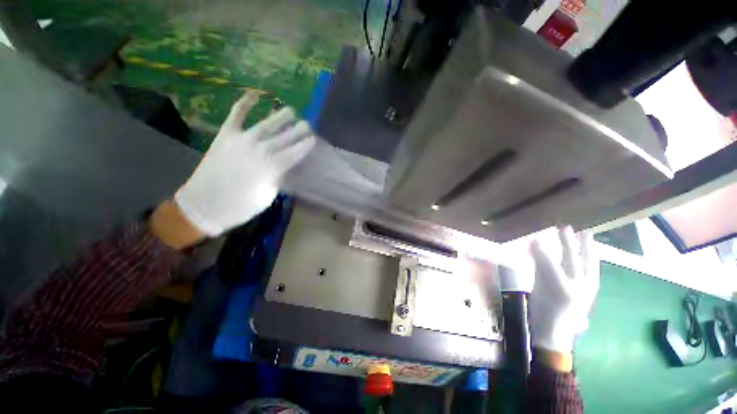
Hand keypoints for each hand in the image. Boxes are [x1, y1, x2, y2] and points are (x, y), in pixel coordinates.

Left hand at [175, 92, 315, 236]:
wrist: (205, 205)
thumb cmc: (242, 206)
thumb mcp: (268, 194)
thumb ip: (278, 176)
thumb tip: (284, 166)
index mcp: (274, 166)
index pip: (296, 151)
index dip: (306, 144)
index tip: (313, 139)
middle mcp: (262, 149)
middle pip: (286, 136)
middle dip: (299, 129)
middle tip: (307, 125)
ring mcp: (243, 139)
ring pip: (267, 123)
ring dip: (281, 116)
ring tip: (291, 110)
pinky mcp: (226, 134)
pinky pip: (237, 114)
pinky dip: (245, 102)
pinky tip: (254, 93)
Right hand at [529, 227, 598, 356]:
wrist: (548, 329)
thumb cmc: (557, 308)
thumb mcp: (555, 284)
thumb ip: (546, 261)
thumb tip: (535, 239)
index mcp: (584, 278)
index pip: (584, 255)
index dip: (580, 242)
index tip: (574, 227)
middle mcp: (576, 278)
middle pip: (575, 256)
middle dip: (572, 243)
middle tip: (564, 228)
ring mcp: (561, 282)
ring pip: (563, 260)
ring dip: (559, 248)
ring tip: (556, 237)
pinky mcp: (547, 285)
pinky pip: (547, 266)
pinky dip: (544, 256)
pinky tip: (540, 252)